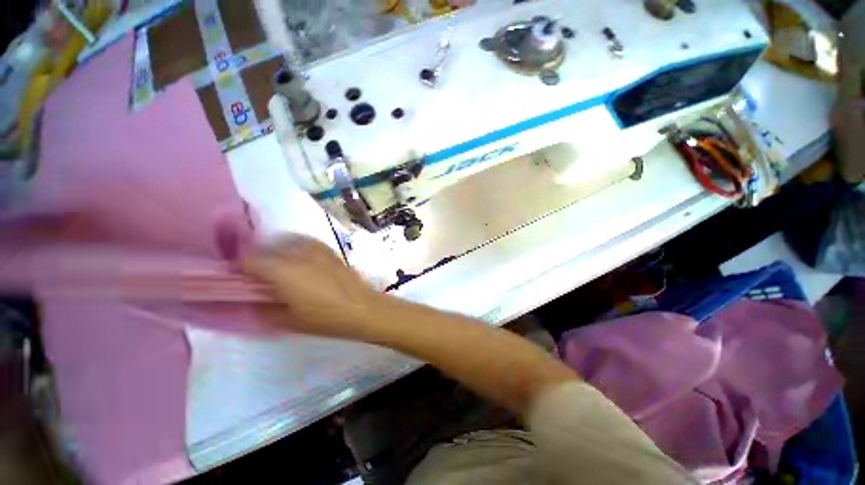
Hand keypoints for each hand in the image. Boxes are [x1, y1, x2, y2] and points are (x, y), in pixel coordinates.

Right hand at [242, 235, 386, 339]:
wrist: (362, 307)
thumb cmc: (325, 318)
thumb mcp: (289, 321)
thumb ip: (263, 310)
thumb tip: (249, 302)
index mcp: (282, 271)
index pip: (249, 259)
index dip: (239, 267)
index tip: (238, 277)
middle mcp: (297, 253)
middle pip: (266, 247)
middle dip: (257, 258)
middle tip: (257, 274)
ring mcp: (315, 248)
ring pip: (285, 241)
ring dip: (276, 250)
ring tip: (278, 265)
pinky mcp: (329, 249)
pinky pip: (305, 242)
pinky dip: (295, 247)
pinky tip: (299, 259)